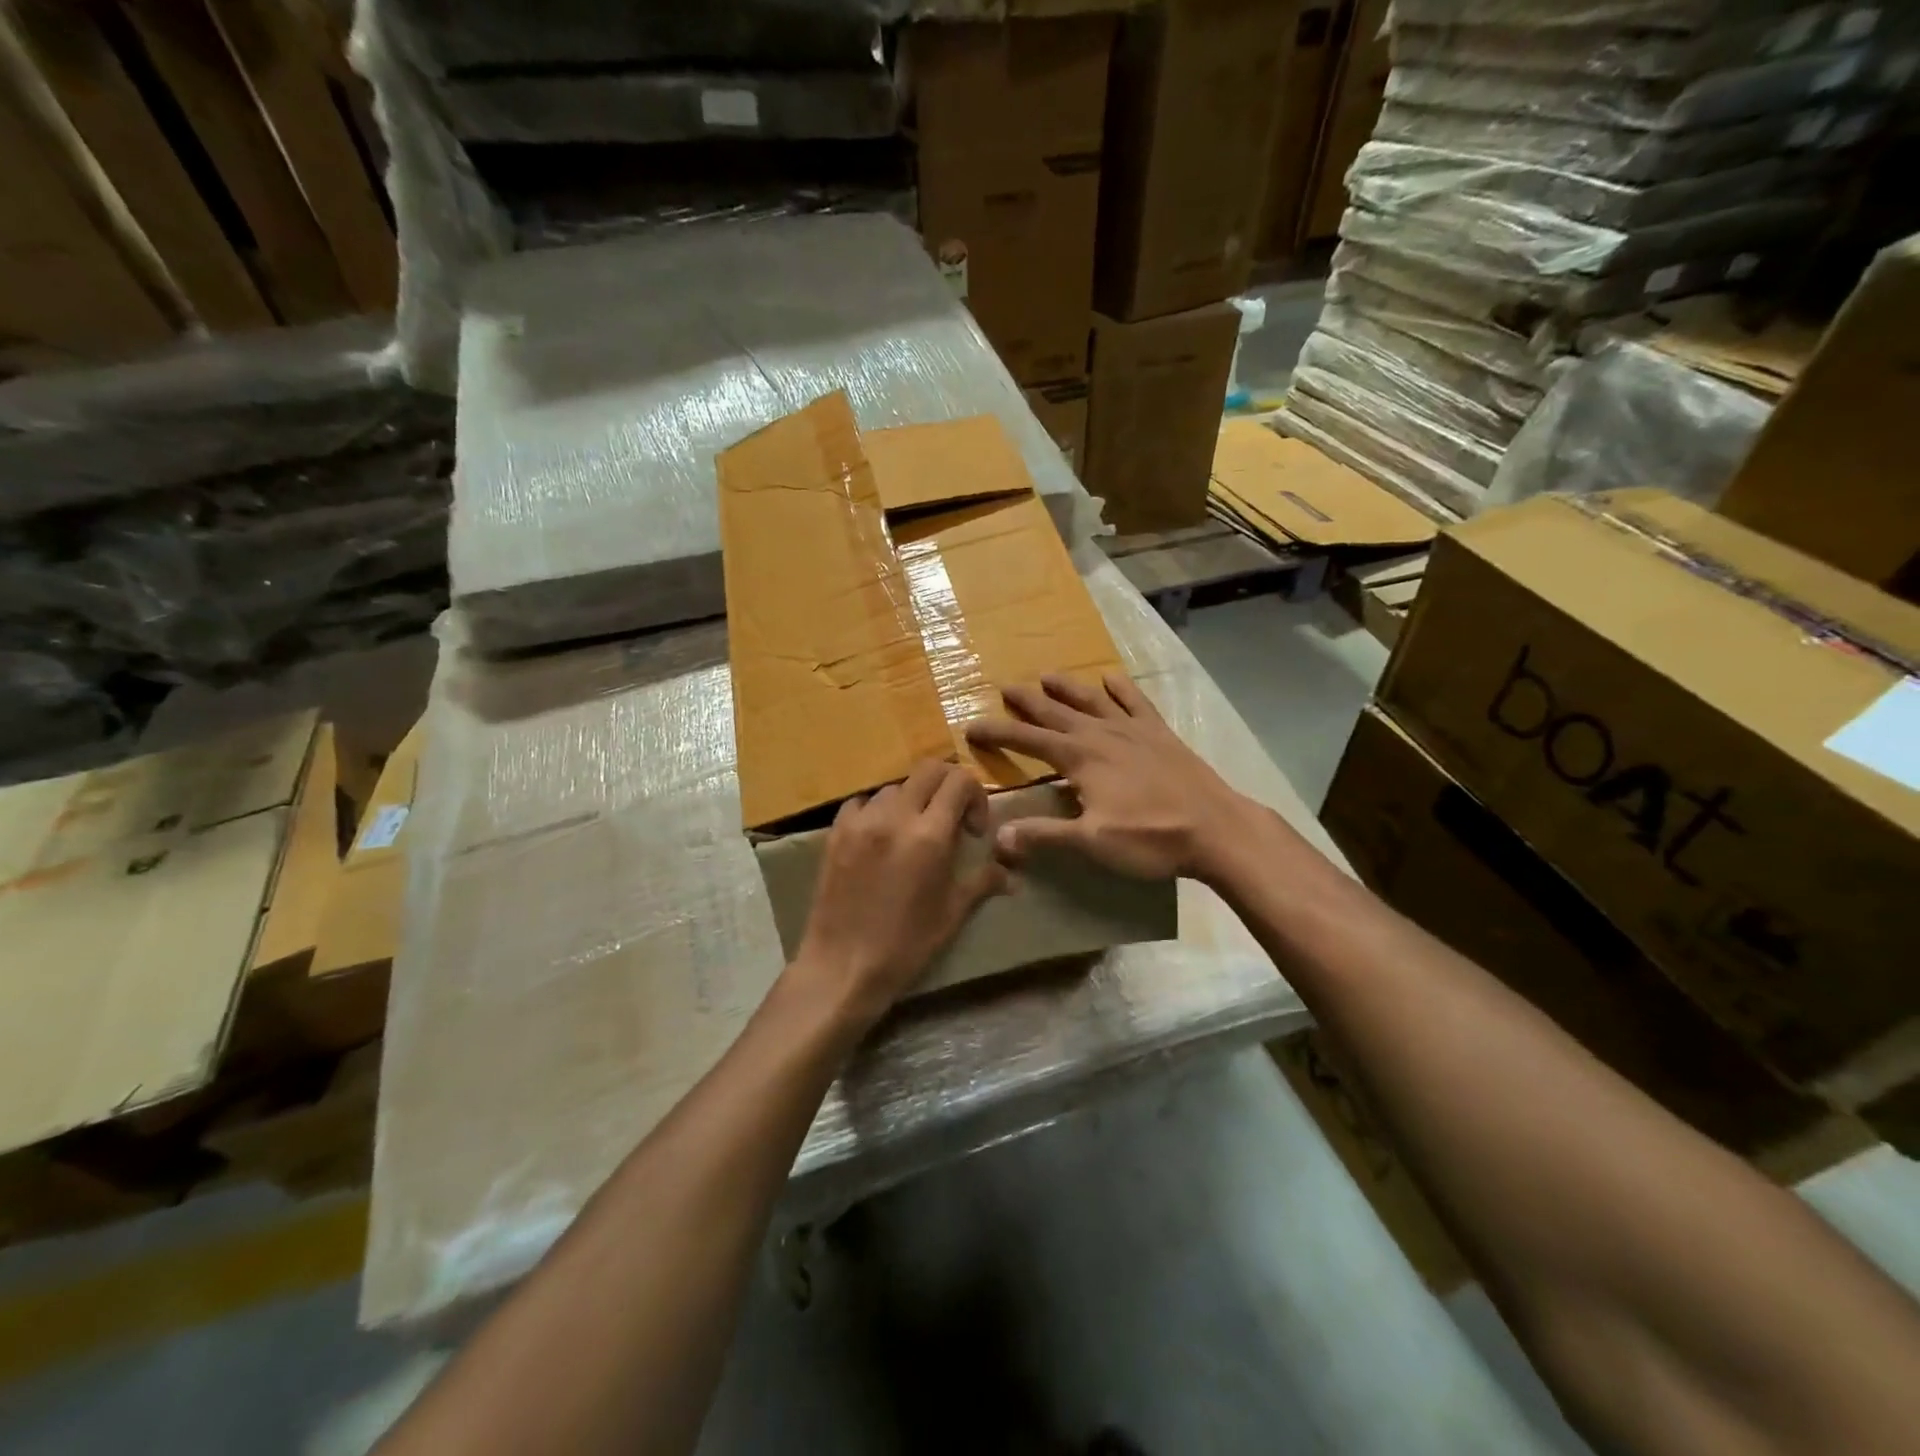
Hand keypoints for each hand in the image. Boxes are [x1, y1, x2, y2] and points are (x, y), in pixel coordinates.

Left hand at [788, 760, 1006, 1032]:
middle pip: (929, 770)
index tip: (973, 830)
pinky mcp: (835, 831)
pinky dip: (878, 809)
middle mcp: (894, 816)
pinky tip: (881, 835)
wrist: (843, 965)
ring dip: (913, 800)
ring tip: (914, 832)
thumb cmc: (906, 944)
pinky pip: (862, 801)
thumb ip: (983, 881)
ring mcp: (861, 821)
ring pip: (895, 786)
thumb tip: (1012, 875)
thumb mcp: (952, 913)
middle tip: (951, 819)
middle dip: (948, 787)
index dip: (976, 797)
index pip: (960, 781)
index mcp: (929, 835)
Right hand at [965, 673, 1259, 883]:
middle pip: (1055, 712)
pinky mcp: (1160, 734)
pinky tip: (1111, 677)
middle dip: (1027, 701)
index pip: (1027, 740)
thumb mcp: (1091, 842)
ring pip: (1091, 700)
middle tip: (1004, 687)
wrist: (1215, 829)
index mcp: (1080, 758)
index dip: (997, 732)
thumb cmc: (1150, 838)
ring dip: (1067, 688)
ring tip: (1047, 675)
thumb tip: (997, 838)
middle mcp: (1101, 734)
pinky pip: (1135, 702)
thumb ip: (1043, 836)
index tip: (971, 726)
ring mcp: (1133, 730)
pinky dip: (1121, 688)